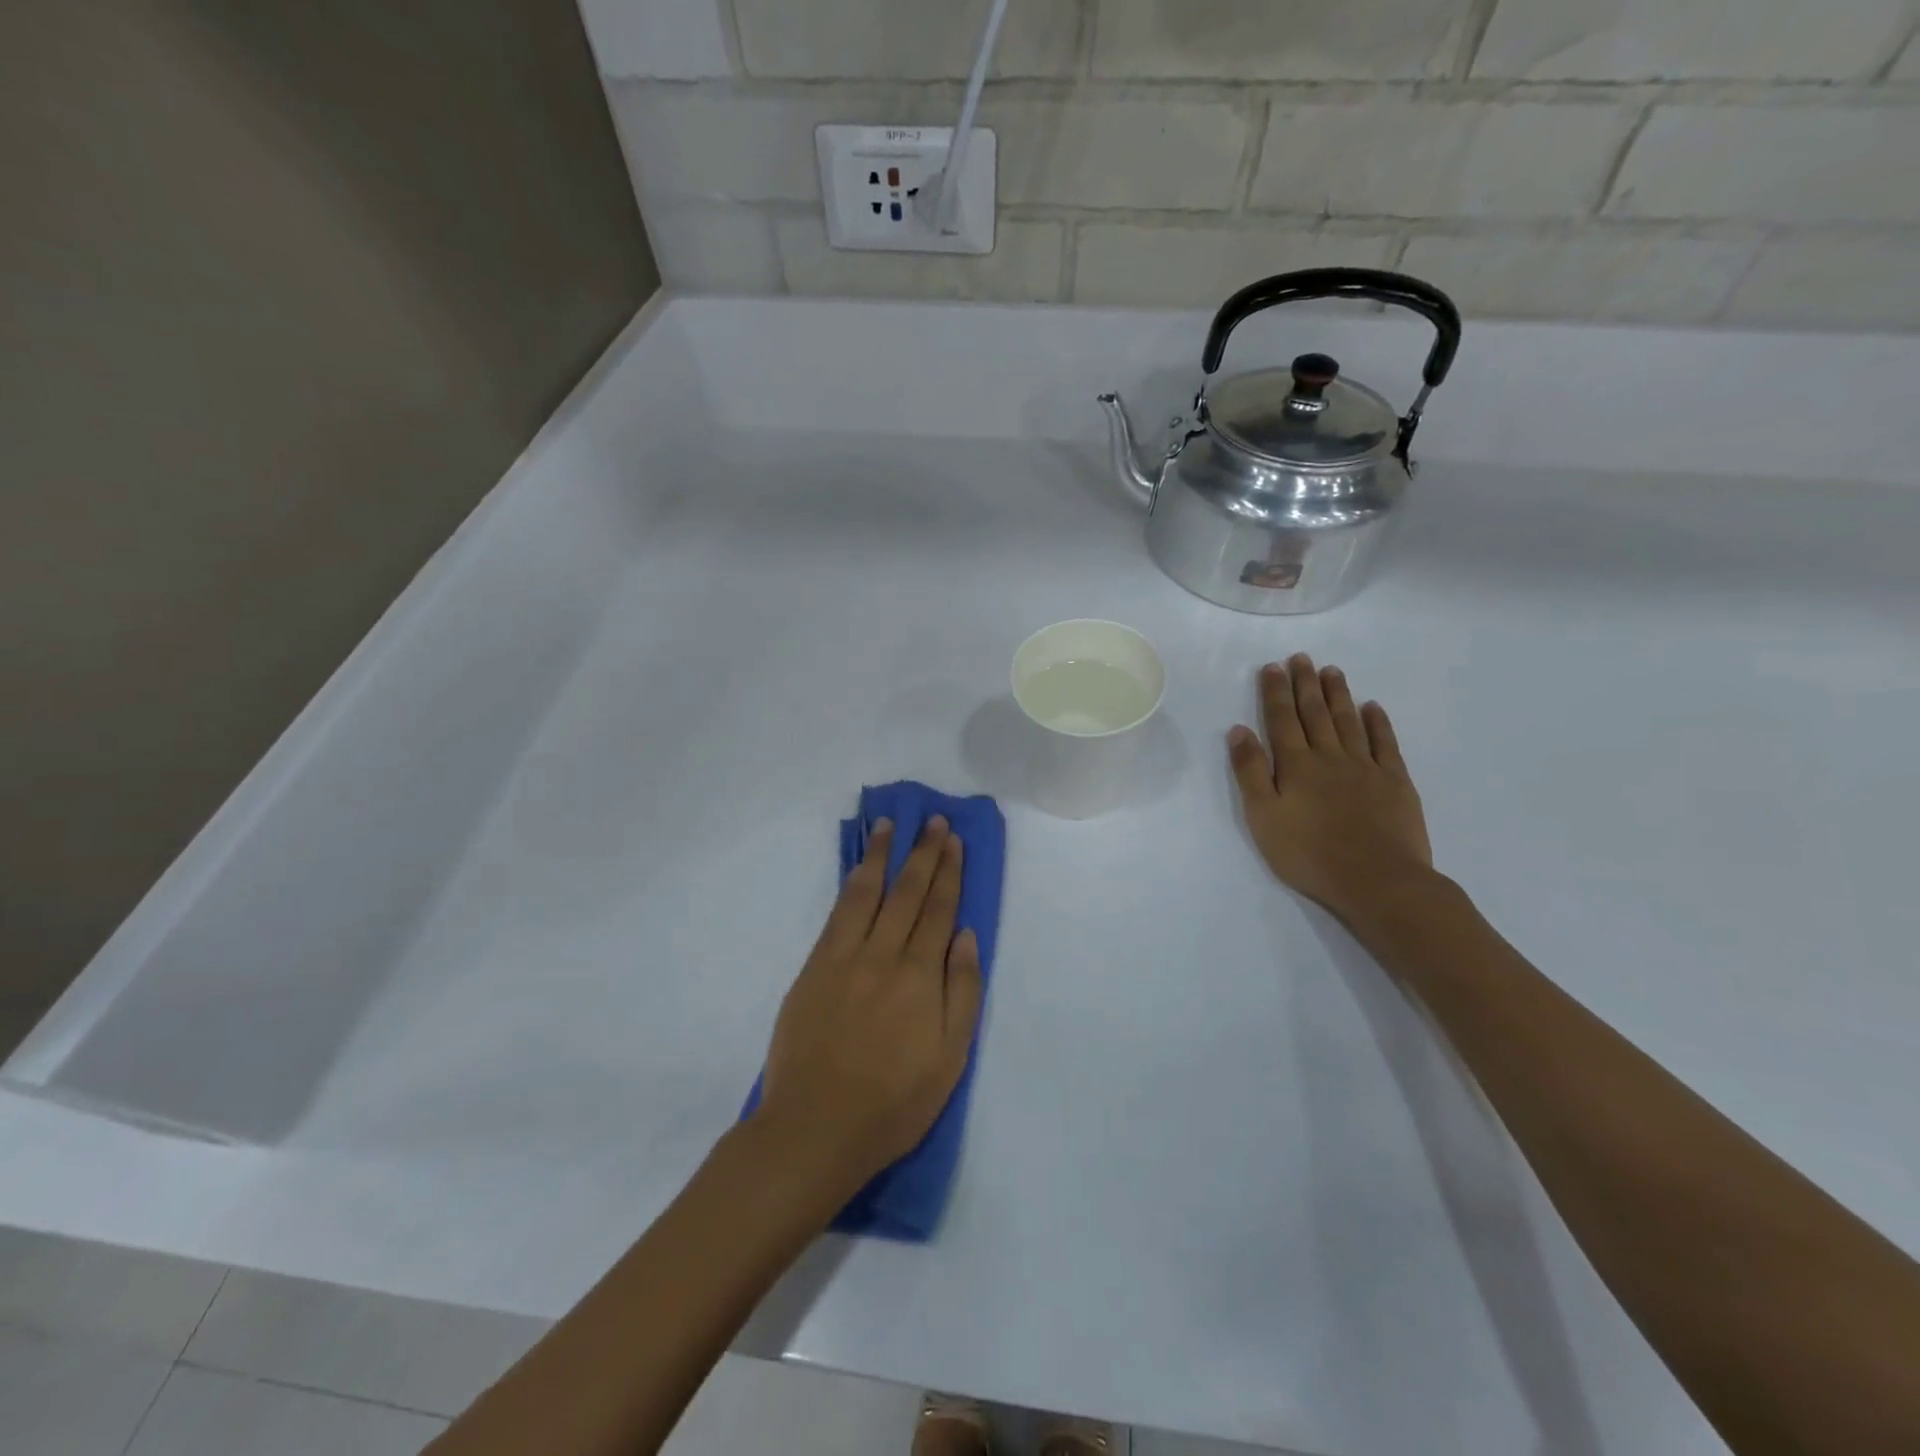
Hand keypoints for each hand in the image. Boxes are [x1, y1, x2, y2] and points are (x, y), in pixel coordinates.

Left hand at [757, 817, 982, 1194]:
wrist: (815, 1128)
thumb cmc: (893, 1103)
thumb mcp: (950, 1059)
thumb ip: (962, 992)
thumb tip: (965, 936)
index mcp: (921, 977)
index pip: (939, 910)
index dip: (948, 872)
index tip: (952, 841)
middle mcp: (884, 955)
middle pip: (907, 893)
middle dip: (923, 853)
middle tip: (932, 820)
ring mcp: (844, 958)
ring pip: (867, 893)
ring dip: (882, 856)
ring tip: (890, 826)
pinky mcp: (814, 967)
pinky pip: (837, 914)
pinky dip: (851, 885)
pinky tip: (859, 870)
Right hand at [1227, 655, 1433, 923]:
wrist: (1377, 880)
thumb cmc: (1309, 854)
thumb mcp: (1263, 817)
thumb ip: (1251, 771)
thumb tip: (1239, 730)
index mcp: (1296, 765)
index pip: (1282, 720)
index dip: (1276, 692)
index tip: (1272, 667)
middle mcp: (1329, 757)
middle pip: (1315, 713)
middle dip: (1305, 684)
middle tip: (1302, 658)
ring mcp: (1366, 767)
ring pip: (1348, 721)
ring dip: (1338, 694)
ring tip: (1331, 671)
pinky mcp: (1395, 782)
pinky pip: (1384, 743)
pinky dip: (1377, 723)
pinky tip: (1372, 707)